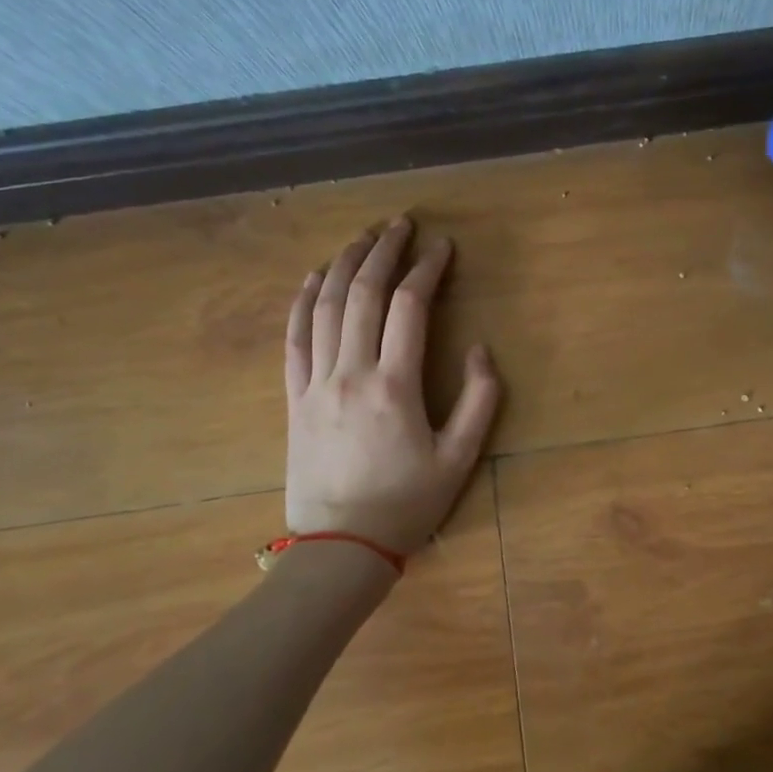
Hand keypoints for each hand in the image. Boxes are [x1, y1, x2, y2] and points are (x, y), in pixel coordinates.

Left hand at [285, 218, 500, 556]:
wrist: (340, 548)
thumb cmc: (407, 503)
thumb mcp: (460, 459)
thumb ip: (479, 400)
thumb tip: (478, 349)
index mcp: (395, 386)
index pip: (410, 307)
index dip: (427, 269)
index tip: (443, 246)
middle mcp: (351, 373)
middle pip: (364, 294)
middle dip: (384, 251)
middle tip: (401, 223)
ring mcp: (315, 383)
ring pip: (326, 308)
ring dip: (345, 265)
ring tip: (362, 236)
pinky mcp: (293, 398)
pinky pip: (293, 339)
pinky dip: (302, 301)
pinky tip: (314, 277)